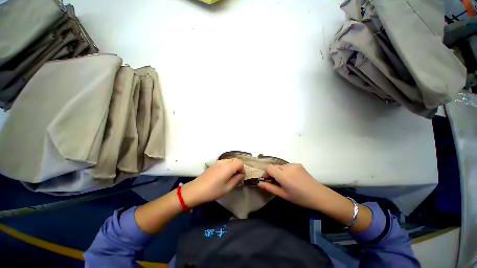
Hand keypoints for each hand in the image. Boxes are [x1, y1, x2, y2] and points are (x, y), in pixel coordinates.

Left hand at [181, 159, 244, 207]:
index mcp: (228, 167)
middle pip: (235, 160)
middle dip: (238, 168)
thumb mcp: (227, 188)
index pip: (240, 163)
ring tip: (229, 177)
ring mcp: (217, 162)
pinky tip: (223, 175)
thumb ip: (236, 179)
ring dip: (232, 167)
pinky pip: (224, 162)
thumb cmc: (213, 190)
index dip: (242, 169)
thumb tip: (241, 175)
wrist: (196, 190)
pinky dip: (227, 167)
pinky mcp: (213, 164)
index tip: (241, 177)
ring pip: (229, 161)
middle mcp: (223, 162)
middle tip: (236, 177)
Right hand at [258, 164, 325, 209]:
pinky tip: (291, 178)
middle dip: (272, 173)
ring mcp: (294, 164)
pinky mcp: (298, 164)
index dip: (265, 174)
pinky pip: (287, 166)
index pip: (269, 168)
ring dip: (279, 172)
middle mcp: (288, 167)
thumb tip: (259, 183)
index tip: (267, 181)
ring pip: (280, 166)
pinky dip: (285, 170)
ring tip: (285, 181)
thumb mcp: (283, 195)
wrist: (319, 195)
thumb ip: (270, 188)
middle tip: (276, 183)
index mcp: (284, 175)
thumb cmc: (300, 198)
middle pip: (274, 166)